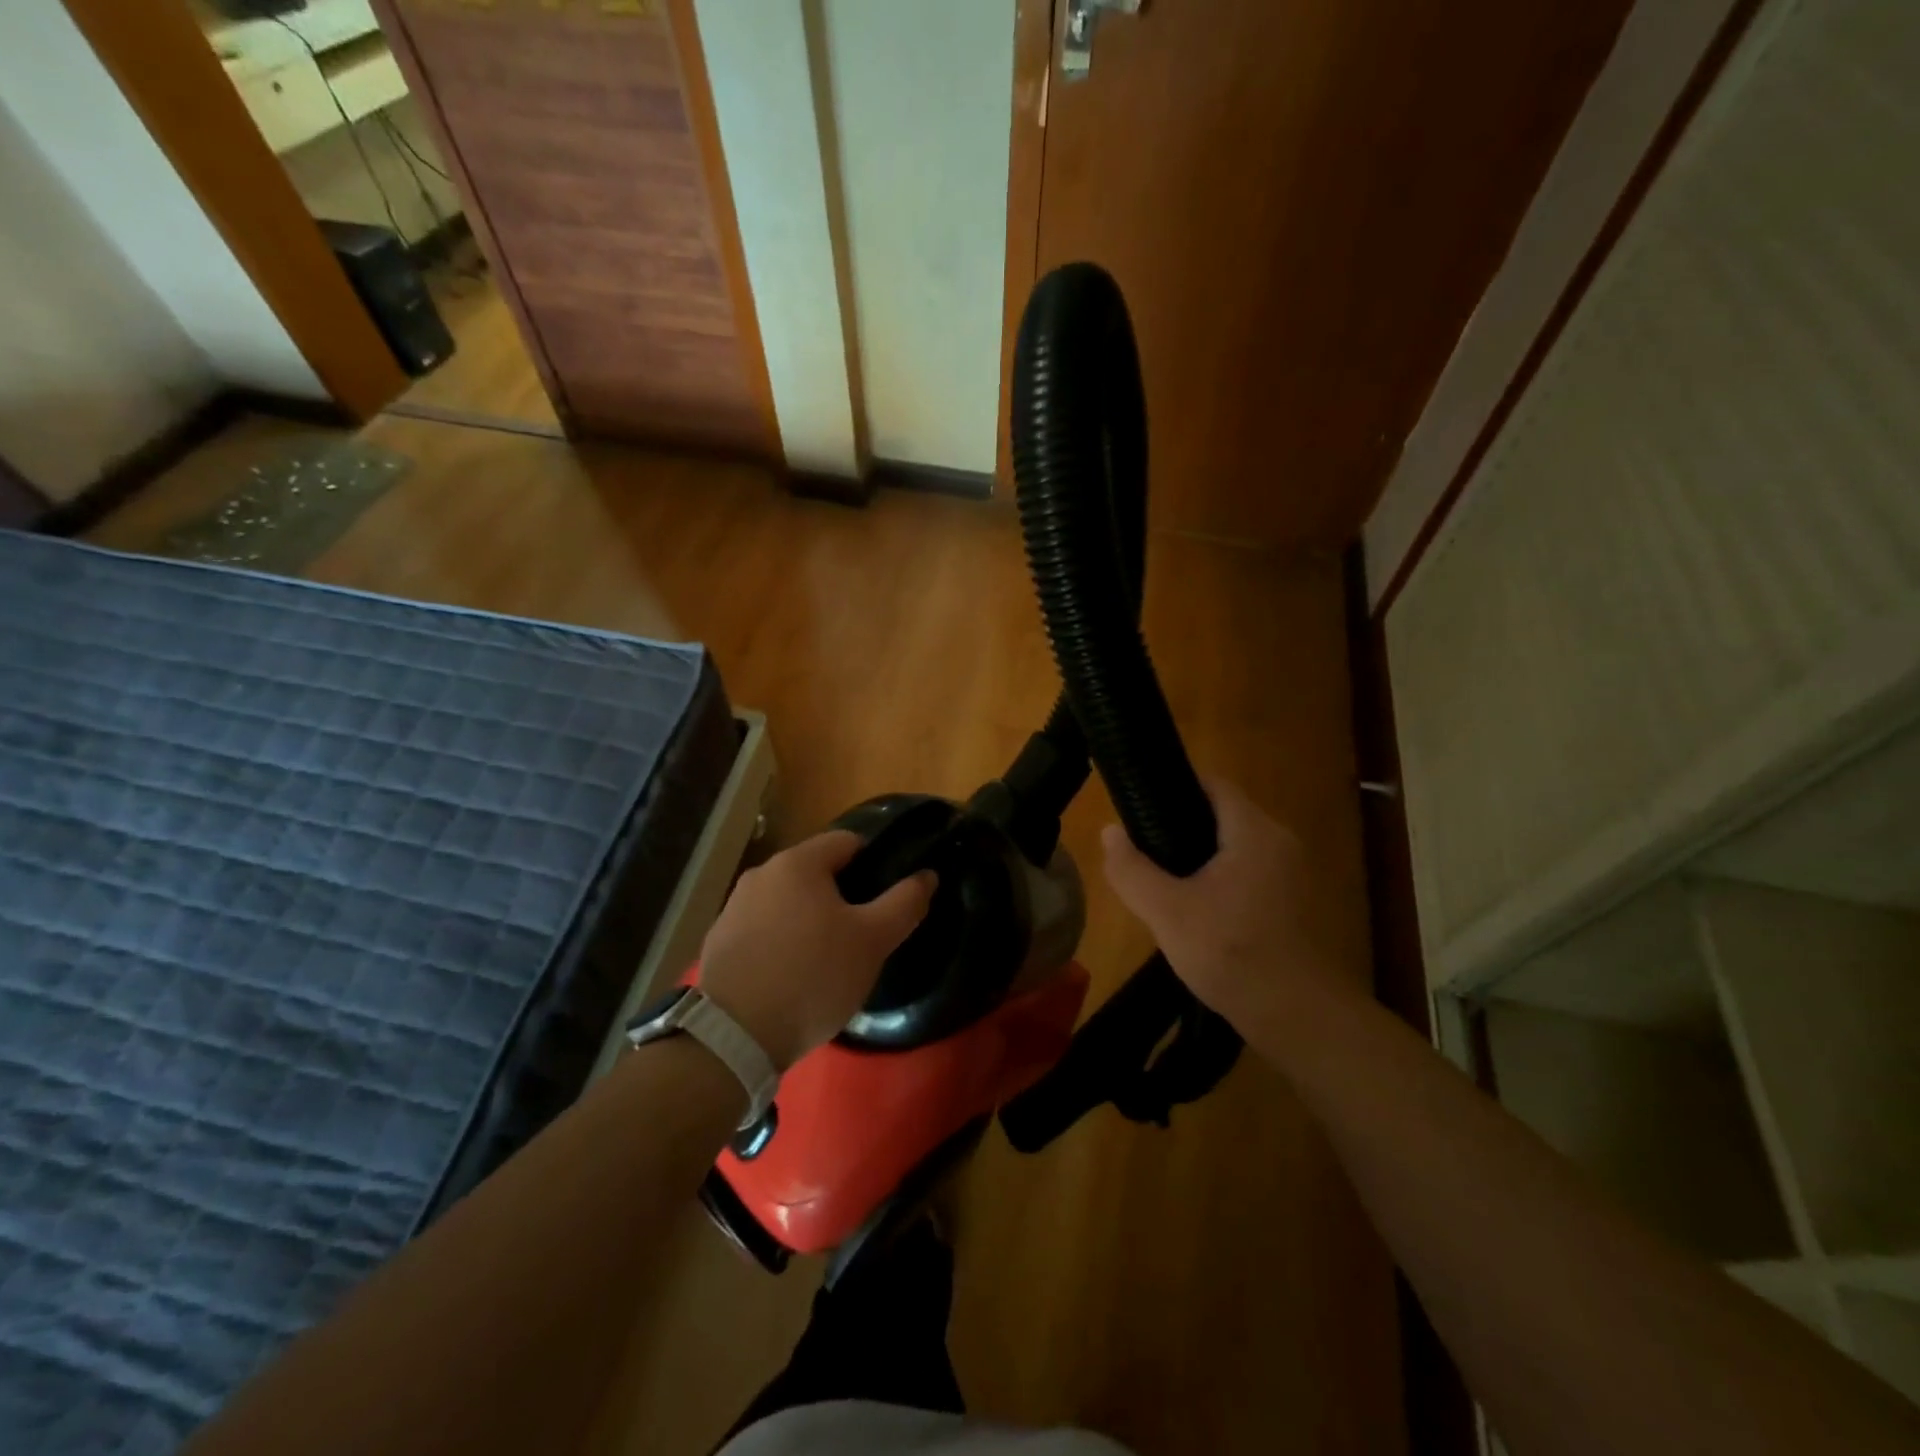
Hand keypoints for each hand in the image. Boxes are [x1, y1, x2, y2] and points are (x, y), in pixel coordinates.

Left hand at [698, 830, 935, 1069]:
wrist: (735, 1037)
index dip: (875, 864)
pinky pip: (765, 928)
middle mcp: (761, 873)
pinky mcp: (719, 941)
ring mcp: (734, 907)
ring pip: (789, 901)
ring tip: (829, 959)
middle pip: (817, 872)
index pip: (848, 841)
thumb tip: (927, 875)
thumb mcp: (872, 941)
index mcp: (797, 862)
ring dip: (811, 919)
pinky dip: (783, 941)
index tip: (887, 899)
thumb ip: (904, 903)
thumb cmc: (813, 976)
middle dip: (843, 896)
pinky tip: (793, 976)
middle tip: (863, 935)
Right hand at [1100, 779, 1355, 1037]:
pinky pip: (1248, 871)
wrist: (1296, 1017)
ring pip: (1233, 846)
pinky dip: (1219, 878)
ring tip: (1162, 881)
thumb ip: (1131, 869)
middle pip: (1221, 814)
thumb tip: (1109, 831)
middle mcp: (1279, 840)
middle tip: (1143, 852)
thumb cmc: (1230, 953)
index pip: (1211, 784)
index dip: (1171, 788)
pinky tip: (1195, 909)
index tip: (1138, 809)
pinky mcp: (1292, 900)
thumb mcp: (1165, 911)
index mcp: (1254, 831)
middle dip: (1179, 827)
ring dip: (1199, 857)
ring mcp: (1291, 872)